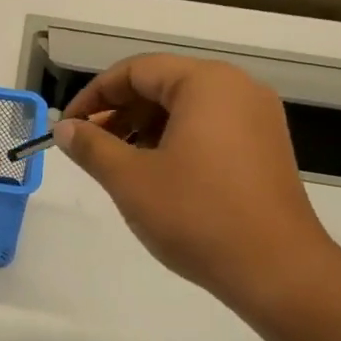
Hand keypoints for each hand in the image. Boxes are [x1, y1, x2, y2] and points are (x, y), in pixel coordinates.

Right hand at [53, 55, 340, 315]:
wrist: (276, 270)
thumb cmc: (196, 216)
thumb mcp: (130, 180)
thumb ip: (92, 147)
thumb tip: (65, 128)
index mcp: (206, 83)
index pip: (136, 70)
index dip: (94, 95)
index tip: (68, 127)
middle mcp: (238, 88)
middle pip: (164, 84)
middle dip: (120, 112)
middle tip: (89, 147)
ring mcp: (258, 118)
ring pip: (187, 108)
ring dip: (145, 128)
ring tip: (118, 164)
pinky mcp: (266, 148)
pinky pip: (210, 128)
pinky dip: (176, 141)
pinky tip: (156, 175)